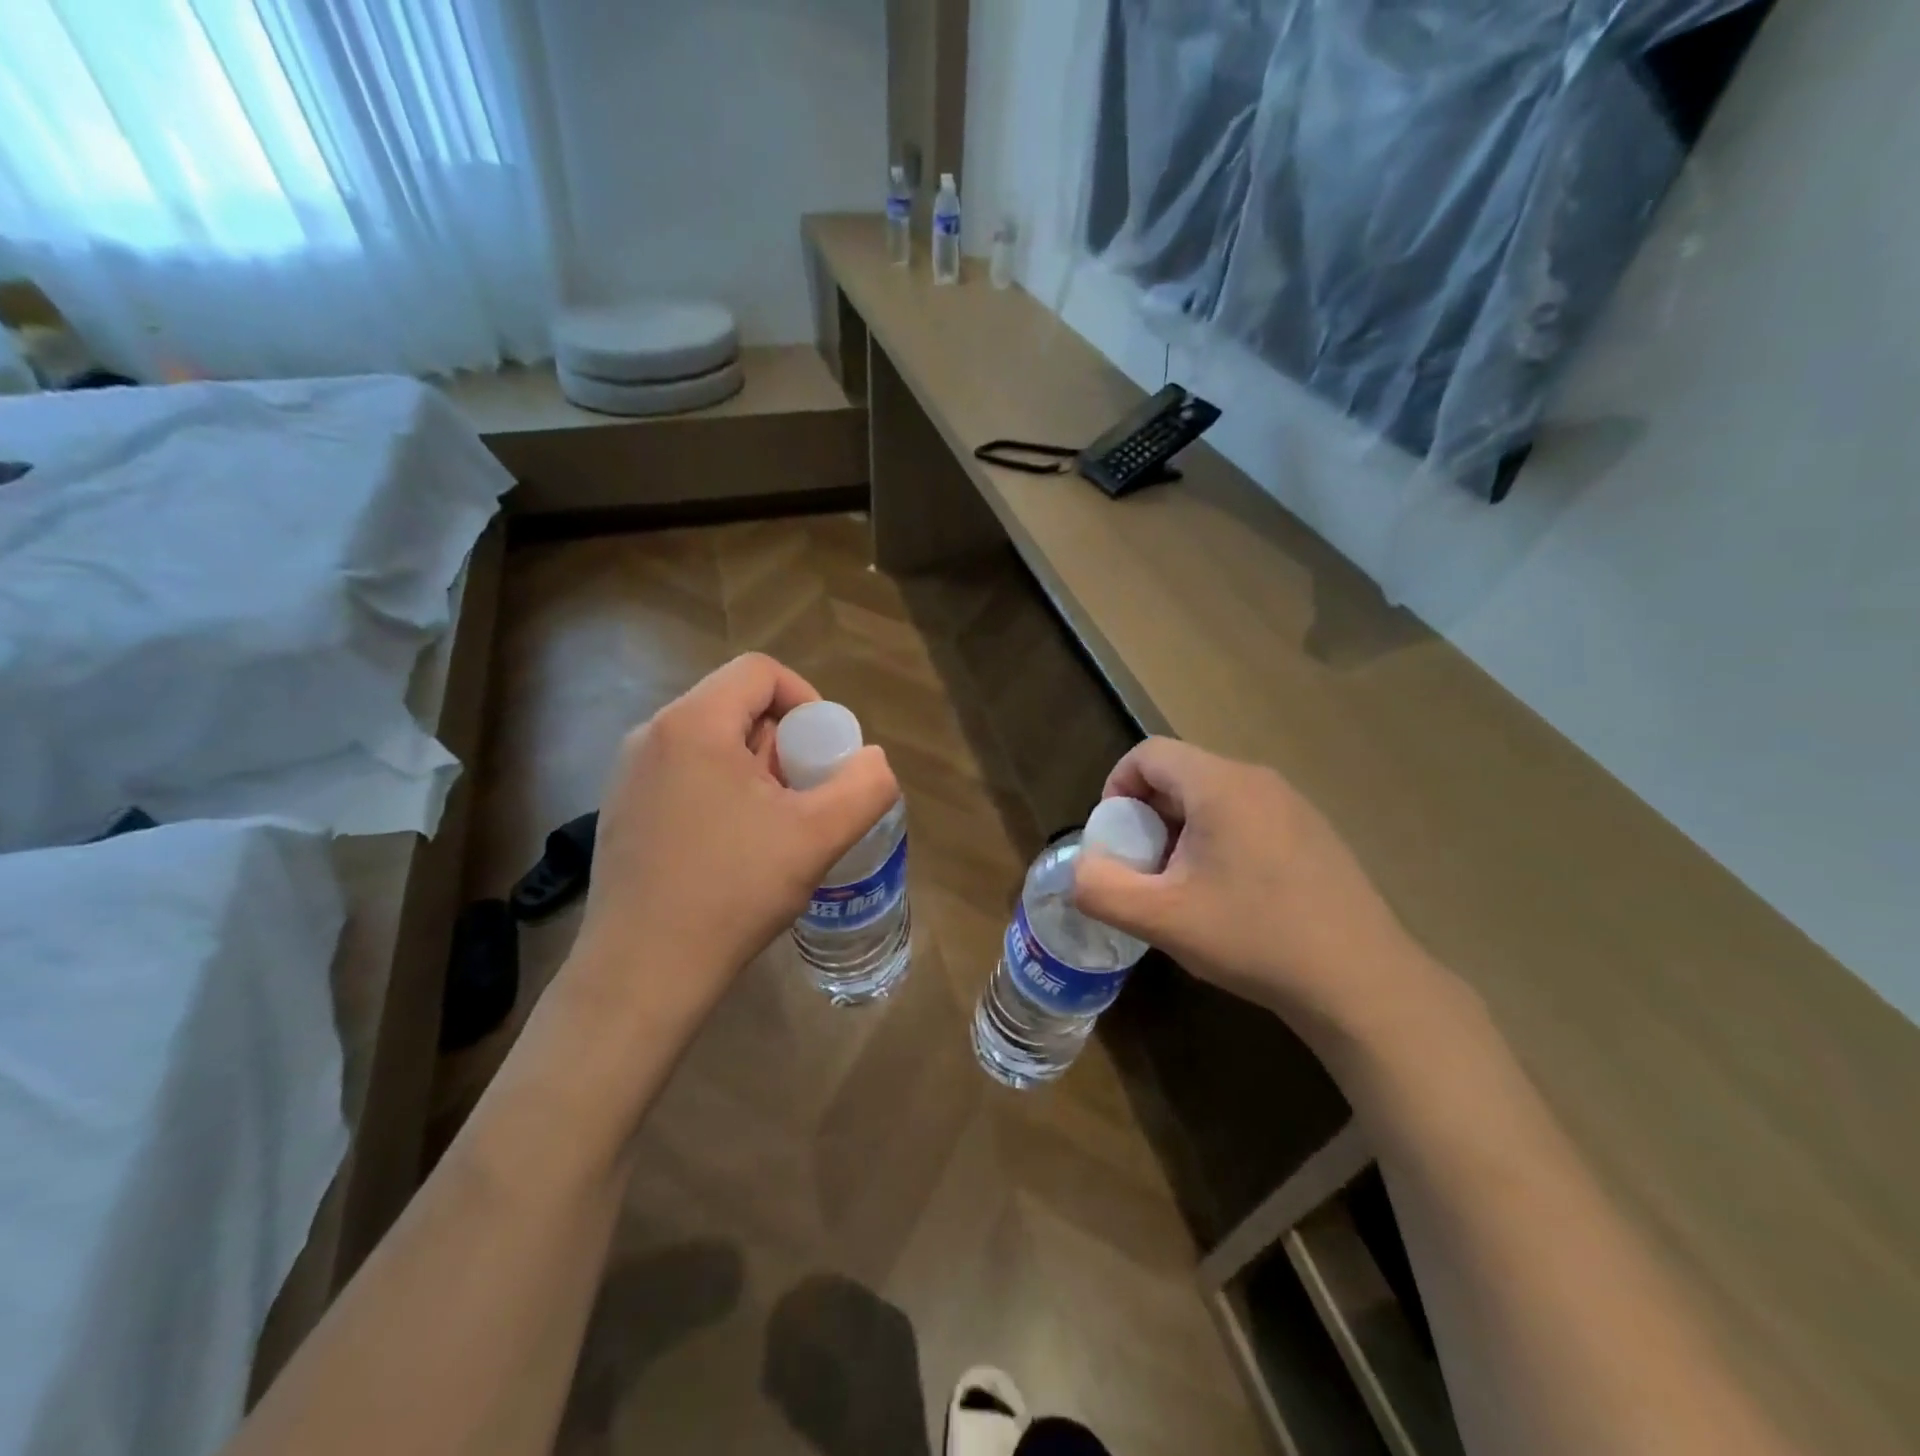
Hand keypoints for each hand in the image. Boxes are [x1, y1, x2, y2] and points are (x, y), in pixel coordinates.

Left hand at [564, 653, 898, 1030]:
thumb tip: (873, 760)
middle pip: (737, 706)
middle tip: (806, 796)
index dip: (807, 699)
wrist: (643, 972)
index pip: (760, 672)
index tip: (826, 752)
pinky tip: (735, 848)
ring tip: (776, 827)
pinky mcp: (623, 811)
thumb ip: (864, 786)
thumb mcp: (818, 836)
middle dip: (785, 742)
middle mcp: (652, 735)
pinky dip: (723, 792)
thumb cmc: (732, 891)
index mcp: (693, 724)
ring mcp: (629, 775)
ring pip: (713, 744)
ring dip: (757, 770)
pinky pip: (686, 775)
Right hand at [1072, 737, 1445, 1047]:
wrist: (1361, 982)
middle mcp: (1258, 780)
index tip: (1115, 840)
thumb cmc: (1254, 938)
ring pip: (1213, 797)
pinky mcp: (1313, 833)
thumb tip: (1080, 870)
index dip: (1116, 787)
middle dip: (1147, 815)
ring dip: (1182, 830)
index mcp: (1220, 784)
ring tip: (1183, 886)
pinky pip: (1247, 816)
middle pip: (1180, 773)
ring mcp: (1293, 804)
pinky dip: (1219, 840)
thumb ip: (1100, 888)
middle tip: (1145, 870)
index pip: (1148, 753)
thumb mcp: (1161, 919)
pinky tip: (1231, 896)